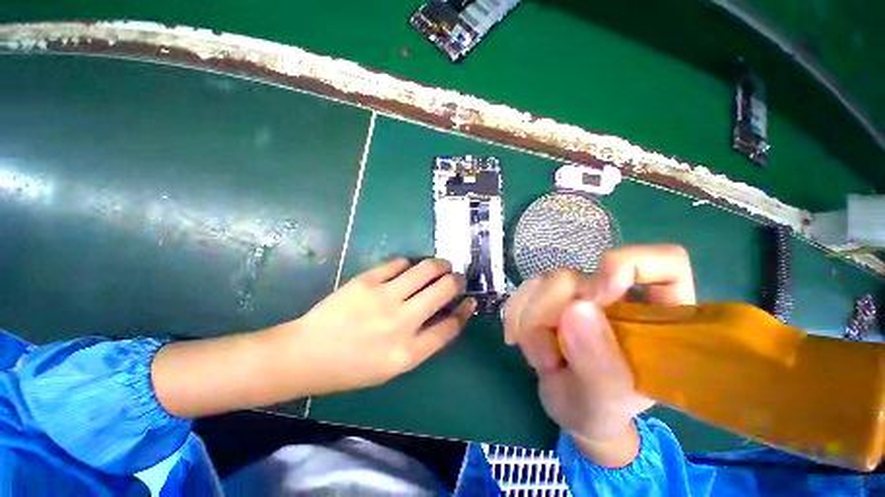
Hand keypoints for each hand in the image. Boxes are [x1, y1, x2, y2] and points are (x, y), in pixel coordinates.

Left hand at [281, 258, 475, 393]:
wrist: (307, 354)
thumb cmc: (351, 368)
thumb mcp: (393, 367)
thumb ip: (422, 343)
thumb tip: (444, 316)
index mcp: (409, 352)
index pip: (450, 326)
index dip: (465, 311)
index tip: (469, 301)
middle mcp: (402, 322)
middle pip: (443, 291)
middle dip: (457, 280)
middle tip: (457, 276)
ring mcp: (384, 297)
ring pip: (425, 270)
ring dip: (439, 264)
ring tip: (442, 264)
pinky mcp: (367, 281)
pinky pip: (398, 263)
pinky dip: (408, 263)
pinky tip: (408, 267)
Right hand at [504, 245, 694, 465]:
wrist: (567, 404)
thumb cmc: (598, 409)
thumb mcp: (604, 402)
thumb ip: (599, 364)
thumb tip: (577, 308)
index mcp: (655, 316)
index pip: (665, 263)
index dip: (632, 264)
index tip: (597, 295)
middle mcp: (616, 293)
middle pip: (579, 276)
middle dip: (553, 315)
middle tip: (550, 358)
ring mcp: (579, 290)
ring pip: (546, 281)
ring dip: (531, 322)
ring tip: (542, 358)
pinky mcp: (549, 292)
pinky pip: (525, 289)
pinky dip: (516, 315)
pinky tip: (520, 339)